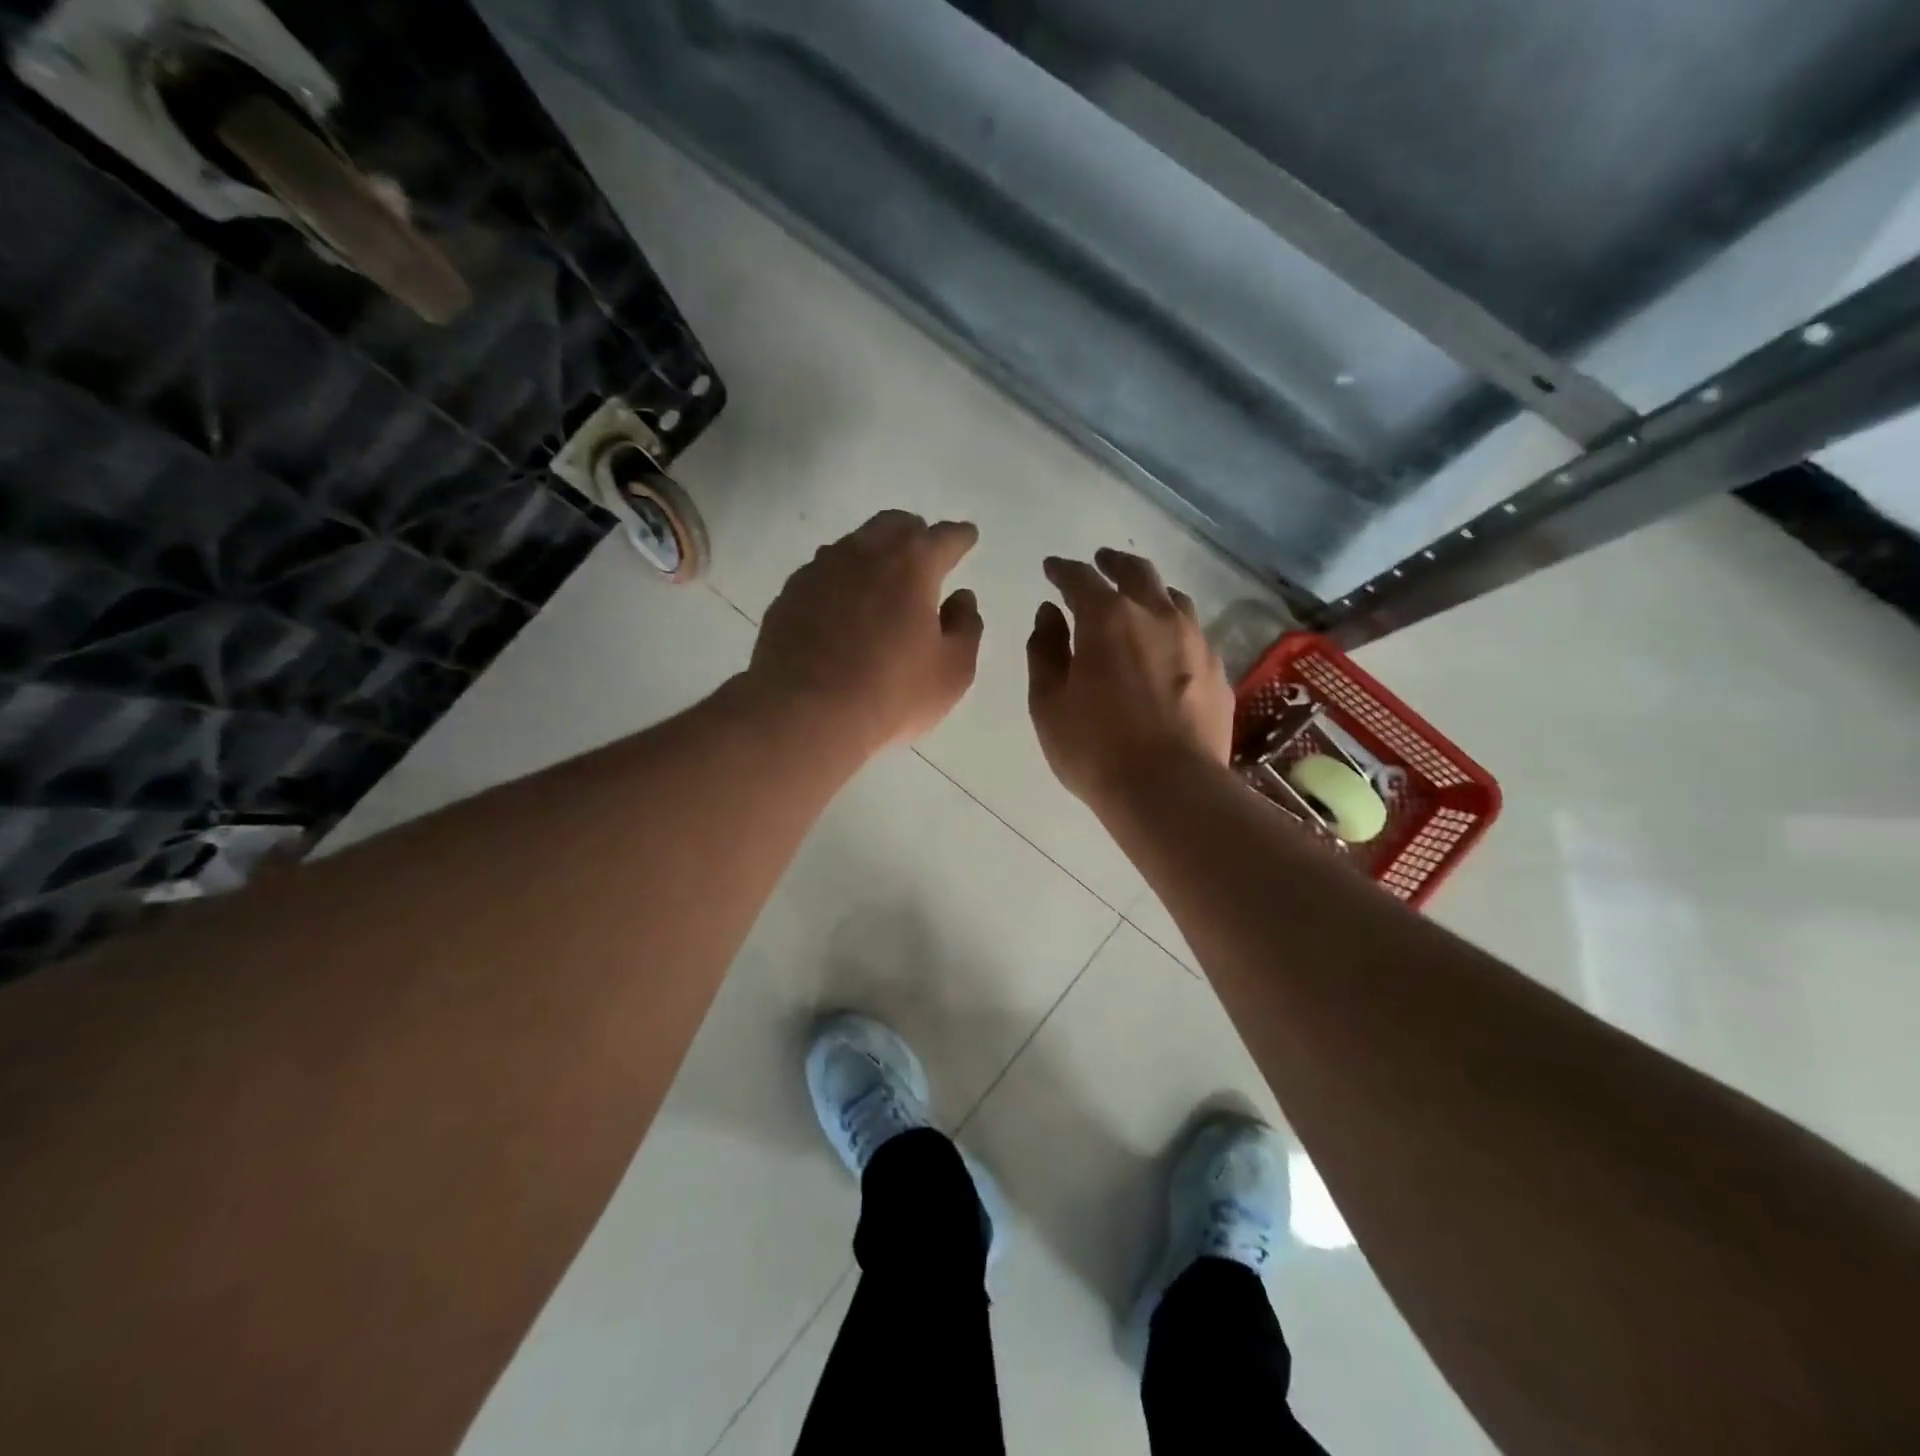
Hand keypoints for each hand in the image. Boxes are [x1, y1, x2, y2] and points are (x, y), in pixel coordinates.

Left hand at [746, 510, 982, 753]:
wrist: (804, 715)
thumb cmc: (891, 694)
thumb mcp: (952, 671)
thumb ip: (965, 627)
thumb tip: (961, 598)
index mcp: (912, 564)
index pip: (944, 536)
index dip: (960, 537)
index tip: (967, 537)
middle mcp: (864, 553)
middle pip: (894, 525)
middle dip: (915, 535)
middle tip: (925, 557)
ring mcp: (820, 570)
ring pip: (855, 545)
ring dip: (875, 555)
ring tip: (882, 583)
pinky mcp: (790, 594)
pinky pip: (824, 573)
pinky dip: (842, 581)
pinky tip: (843, 609)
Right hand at [1026, 548, 1234, 807]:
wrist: (1170, 790)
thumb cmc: (1095, 748)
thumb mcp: (1049, 702)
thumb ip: (1045, 650)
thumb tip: (1049, 613)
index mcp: (1108, 618)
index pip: (1081, 578)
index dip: (1063, 570)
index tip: (1052, 569)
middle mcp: (1157, 616)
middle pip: (1136, 572)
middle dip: (1113, 563)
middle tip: (1100, 563)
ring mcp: (1195, 641)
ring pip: (1173, 598)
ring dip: (1150, 592)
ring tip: (1138, 601)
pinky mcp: (1217, 671)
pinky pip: (1193, 635)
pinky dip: (1173, 629)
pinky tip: (1167, 648)